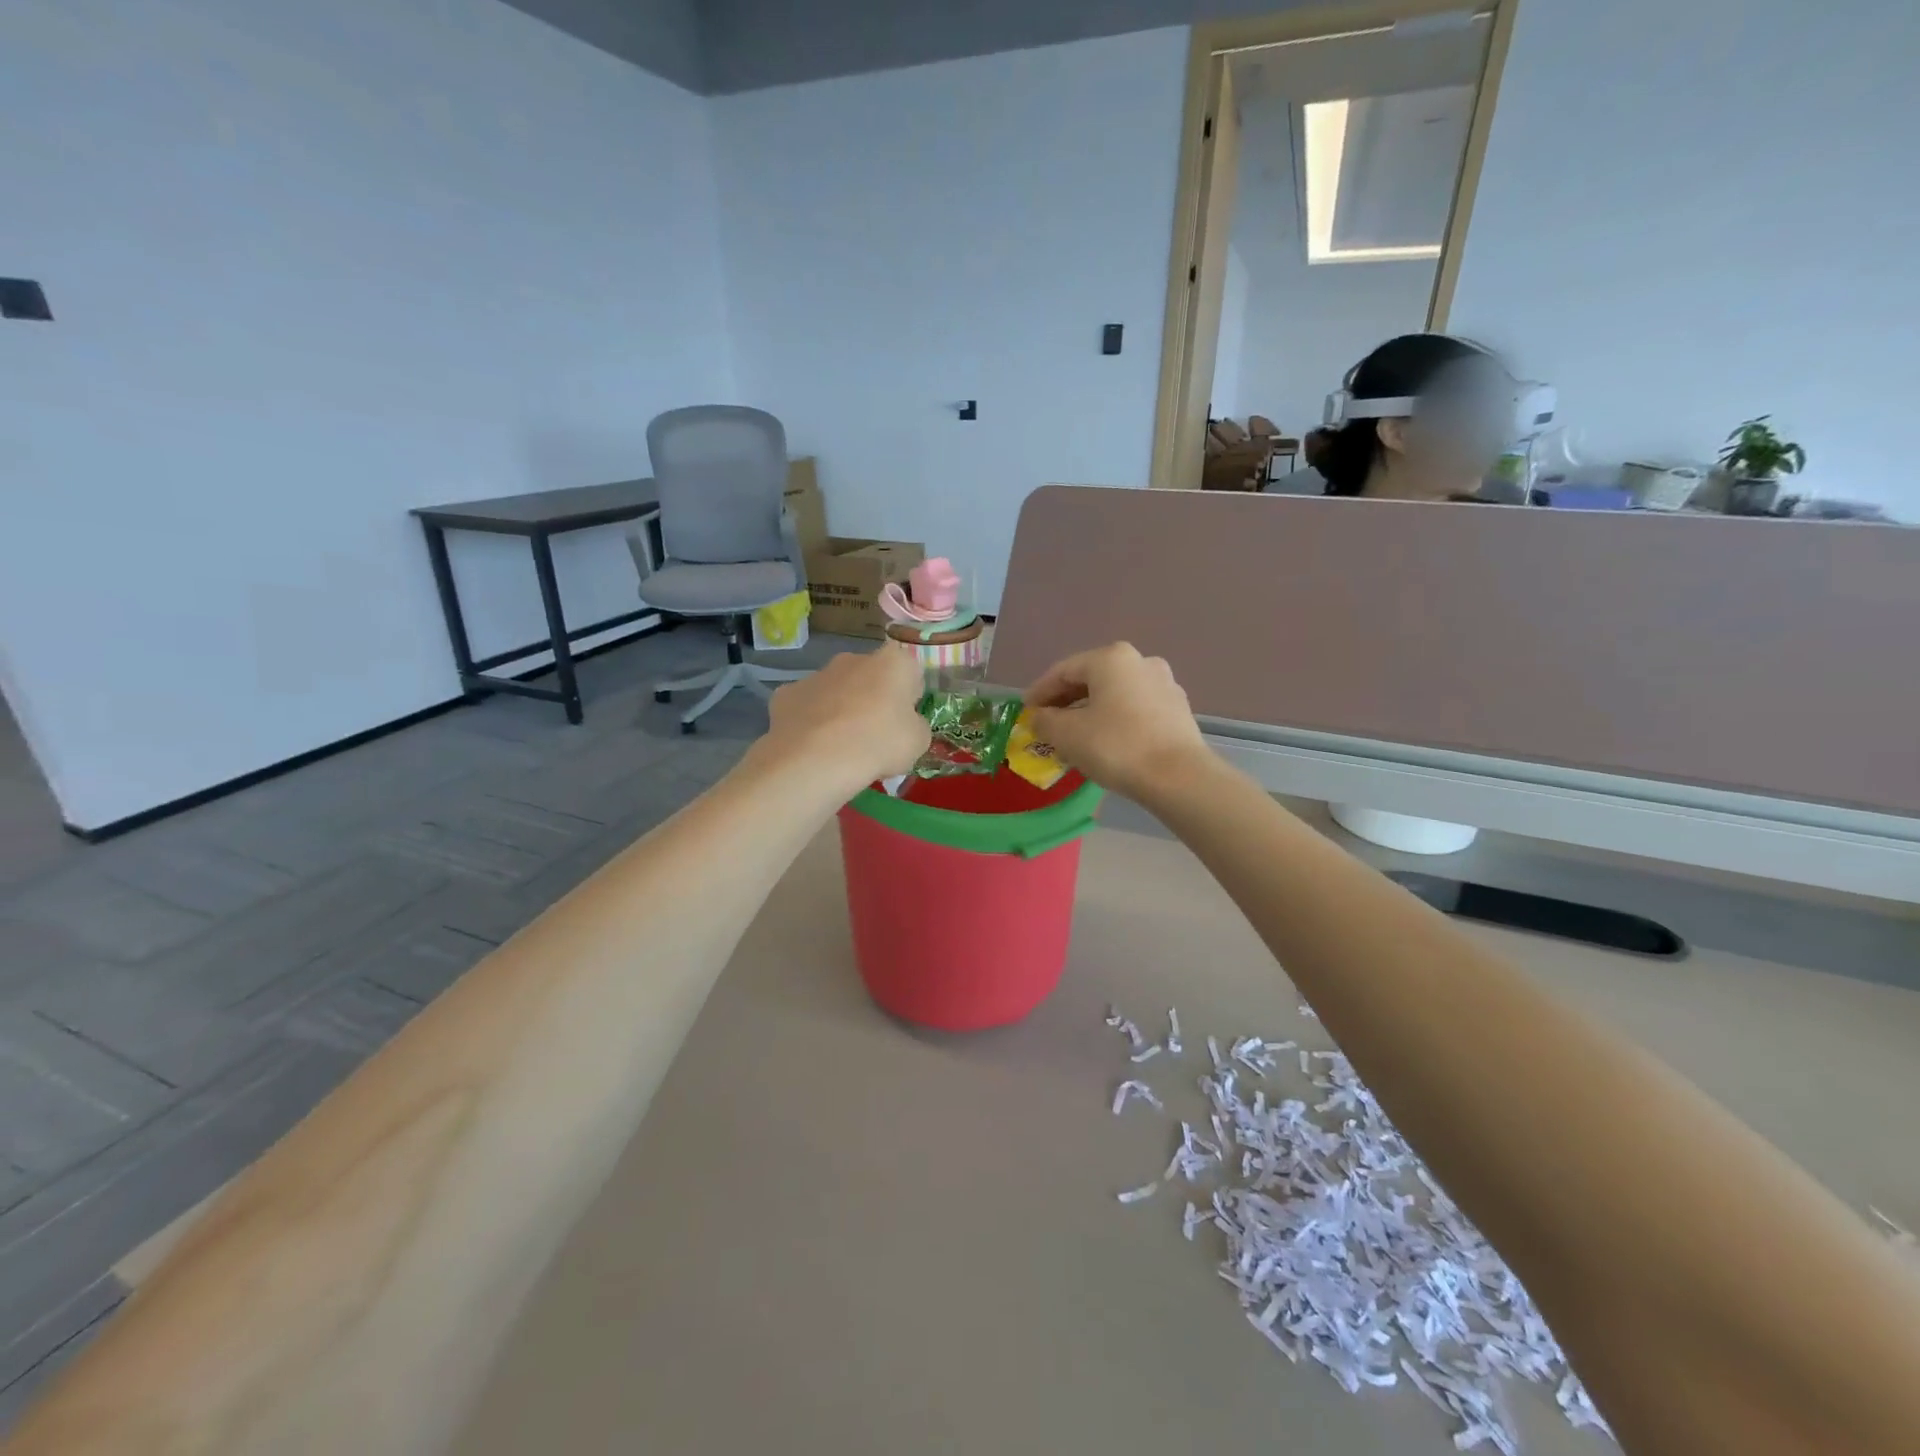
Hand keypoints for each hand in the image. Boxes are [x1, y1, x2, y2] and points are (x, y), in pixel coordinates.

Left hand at [763, 644, 930, 789]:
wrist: (816, 760)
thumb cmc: (879, 744)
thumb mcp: (918, 742)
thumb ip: (916, 725)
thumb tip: (906, 725)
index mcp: (893, 662)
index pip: (910, 673)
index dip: (910, 698)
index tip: (905, 723)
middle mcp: (853, 658)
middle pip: (870, 677)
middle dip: (873, 699)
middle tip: (875, 736)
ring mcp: (816, 674)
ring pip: (836, 690)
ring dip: (841, 710)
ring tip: (841, 747)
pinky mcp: (786, 694)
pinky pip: (806, 707)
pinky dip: (811, 722)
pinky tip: (813, 747)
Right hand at [1024, 642, 1211, 801]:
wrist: (1178, 777)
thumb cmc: (1115, 746)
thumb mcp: (1067, 734)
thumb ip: (1045, 721)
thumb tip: (1039, 717)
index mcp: (1110, 658)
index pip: (1063, 671)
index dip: (1040, 692)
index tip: (1025, 712)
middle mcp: (1140, 661)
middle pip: (1091, 679)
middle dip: (1065, 702)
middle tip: (1046, 724)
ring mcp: (1164, 684)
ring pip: (1114, 695)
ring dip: (1090, 711)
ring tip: (1074, 736)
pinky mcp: (1177, 709)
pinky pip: (1135, 709)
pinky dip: (1114, 720)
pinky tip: (1105, 742)